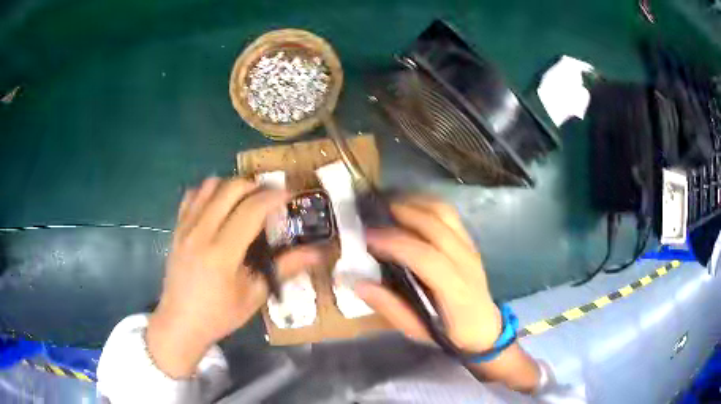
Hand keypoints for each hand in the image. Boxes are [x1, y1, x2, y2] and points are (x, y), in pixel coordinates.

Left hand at [146, 177, 321, 377]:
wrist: (180, 323)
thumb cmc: (220, 315)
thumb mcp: (254, 296)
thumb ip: (284, 268)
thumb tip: (317, 253)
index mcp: (222, 253)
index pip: (251, 210)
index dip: (274, 197)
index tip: (289, 195)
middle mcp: (201, 233)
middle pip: (230, 189)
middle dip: (255, 186)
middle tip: (269, 198)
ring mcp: (185, 228)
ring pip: (209, 186)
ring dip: (231, 186)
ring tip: (244, 200)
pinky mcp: (176, 229)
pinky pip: (191, 196)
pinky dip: (208, 192)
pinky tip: (217, 205)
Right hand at [354, 196, 501, 352]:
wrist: (484, 327)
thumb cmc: (449, 333)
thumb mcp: (416, 329)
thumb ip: (389, 307)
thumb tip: (359, 283)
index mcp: (455, 290)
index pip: (426, 257)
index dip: (395, 243)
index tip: (367, 236)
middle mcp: (466, 262)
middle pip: (435, 227)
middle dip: (402, 215)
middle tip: (372, 215)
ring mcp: (470, 247)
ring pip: (444, 213)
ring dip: (415, 203)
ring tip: (389, 206)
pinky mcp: (470, 241)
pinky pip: (449, 213)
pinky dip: (427, 204)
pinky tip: (410, 207)